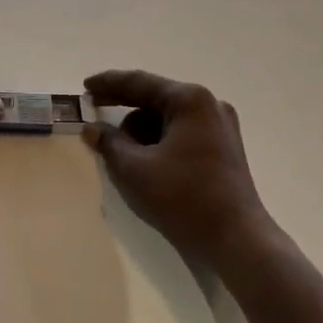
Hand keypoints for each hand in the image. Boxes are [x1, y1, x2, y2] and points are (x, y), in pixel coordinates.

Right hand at [82, 69, 272, 263]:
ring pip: (168, 118)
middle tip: (94, 110)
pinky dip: (159, 141)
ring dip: (141, 129)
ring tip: (120, 151)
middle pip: (155, 98)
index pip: (140, 83)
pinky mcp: (223, 148)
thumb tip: (91, 129)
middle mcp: (209, 105)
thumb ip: (109, 143)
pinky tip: (143, 159)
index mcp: (189, 100)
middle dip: (124, 107)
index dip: (108, 84)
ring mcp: (220, 126)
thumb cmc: (184, 198)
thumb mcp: (135, 169)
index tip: (85, 86)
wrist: (237, 240)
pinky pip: (182, 133)